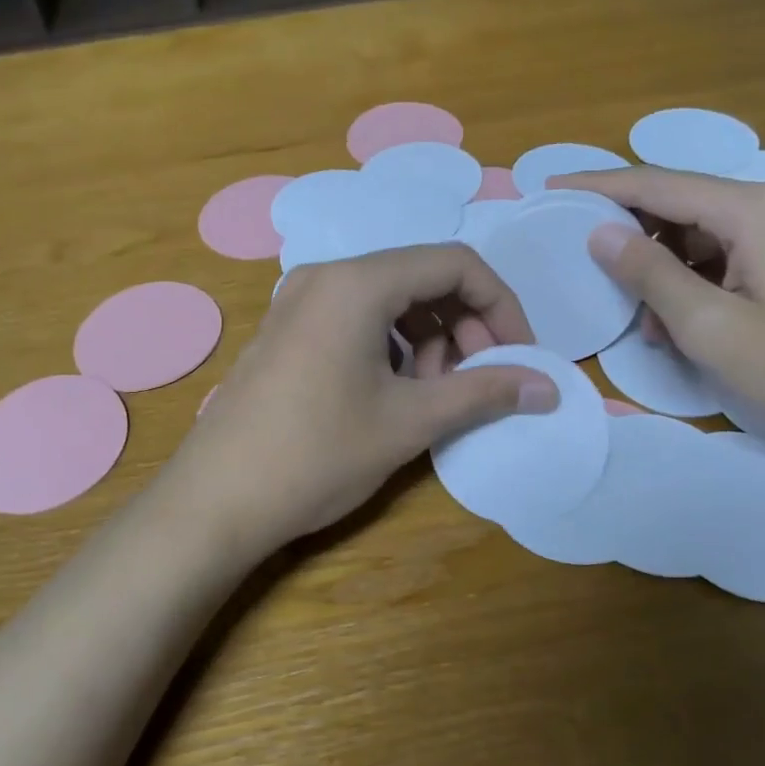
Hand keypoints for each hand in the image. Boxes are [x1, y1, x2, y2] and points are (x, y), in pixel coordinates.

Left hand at [162, 244, 558, 555]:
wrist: (215, 502)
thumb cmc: (317, 454)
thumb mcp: (410, 422)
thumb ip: (484, 393)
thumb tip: (549, 387)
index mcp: (358, 283)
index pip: (456, 264)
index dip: (501, 306)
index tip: (520, 356)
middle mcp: (326, 276)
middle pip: (422, 278)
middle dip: (465, 326)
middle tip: (479, 382)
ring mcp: (299, 302)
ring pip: (390, 301)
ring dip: (430, 340)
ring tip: (435, 395)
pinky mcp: (287, 331)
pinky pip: (357, 320)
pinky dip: (392, 347)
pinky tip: (394, 394)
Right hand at [552, 168, 764, 448]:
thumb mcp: (711, 328)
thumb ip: (651, 275)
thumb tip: (601, 234)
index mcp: (756, 209)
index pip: (659, 184)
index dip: (600, 185)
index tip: (553, 185)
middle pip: (684, 205)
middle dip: (634, 234)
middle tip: (587, 260)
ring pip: (706, 234)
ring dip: (667, 269)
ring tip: (642, 319)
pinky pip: (733, 253)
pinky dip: (699, 280)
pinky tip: (683, 321)